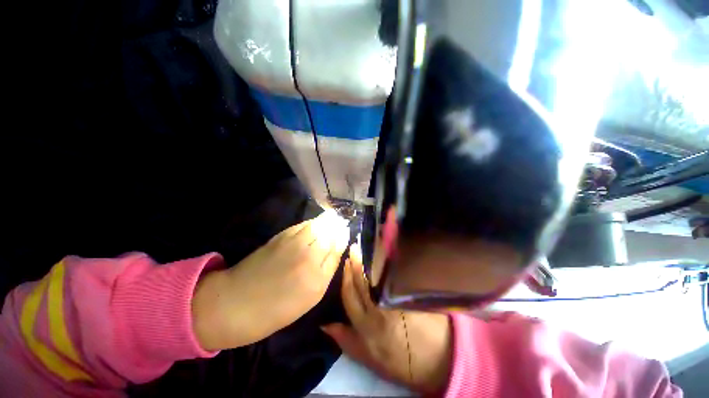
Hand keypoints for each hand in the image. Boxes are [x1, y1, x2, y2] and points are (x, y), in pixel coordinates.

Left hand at [193, 210, 349, 350]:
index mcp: (318, 276)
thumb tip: (338, 247)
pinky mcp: (280, 236)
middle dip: (337, 225)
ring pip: (317, 224)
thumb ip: (327, 269)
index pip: (338, 246)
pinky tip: (315, 224)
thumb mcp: (310, 297)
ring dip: (327, 220)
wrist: (235, 303)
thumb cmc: (277, 308)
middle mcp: (308, 255)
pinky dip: (312, 222)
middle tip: (341, 223)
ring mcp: (293, 242)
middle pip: (330, 231)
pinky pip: (303, 224)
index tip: (346, 231)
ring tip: (332, 219)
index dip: (343, 236)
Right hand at [322, 244, 452, 394]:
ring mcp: (397, 300)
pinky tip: (387, 253)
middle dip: (356, 263)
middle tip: (353, 247)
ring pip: (379, 276)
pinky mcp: (411, 295)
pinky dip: (390, 264)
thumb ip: (345, 339)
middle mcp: (379, 309)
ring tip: (367, 246)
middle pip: (363, 281)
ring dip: (372, 260)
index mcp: (366, 325)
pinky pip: (396, 276)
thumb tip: (325, 324)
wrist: (436, 360)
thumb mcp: (367, 357)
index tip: (345, 262)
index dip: (346, 277)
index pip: (349, 295)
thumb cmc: (398, 361)